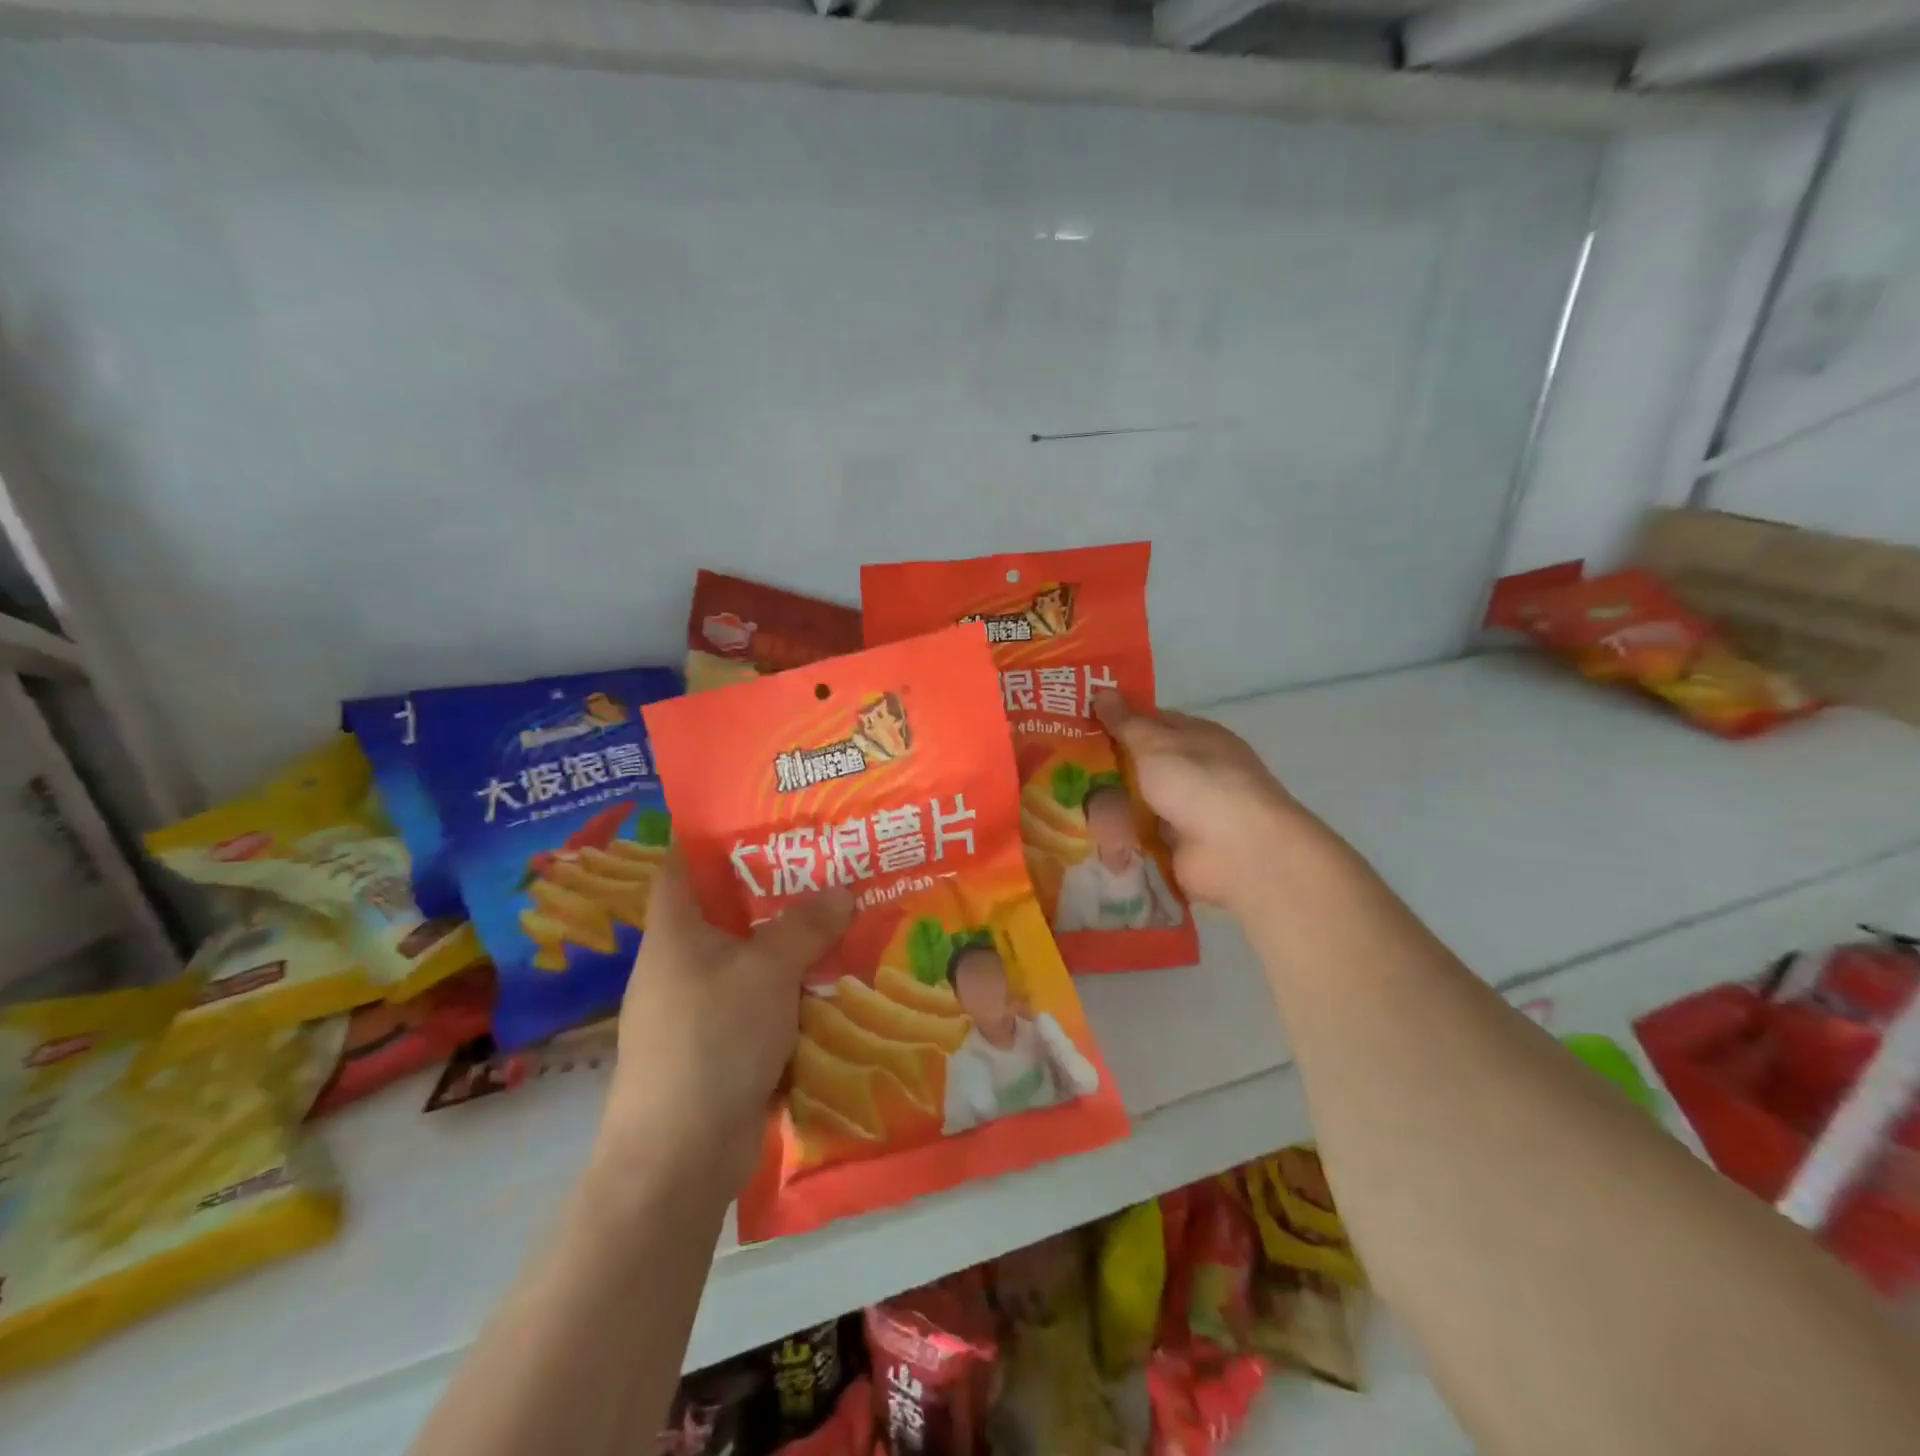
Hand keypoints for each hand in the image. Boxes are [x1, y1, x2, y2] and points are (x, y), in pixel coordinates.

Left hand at [598, 851, 852, 1191]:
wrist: (679, 1157)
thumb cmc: (713, 1040)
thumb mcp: (767, 970)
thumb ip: (805, 925)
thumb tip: (844, 889)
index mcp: (674, 931)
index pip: (682, 865)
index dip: (714, 839)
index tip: (764, 821)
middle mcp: (678, 963)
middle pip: (725, 911)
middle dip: (773, 891)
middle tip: (826, 866)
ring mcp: (695, 1008)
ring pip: (747, 959)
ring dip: (787, 944)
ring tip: (840, 918)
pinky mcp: (716, 1045)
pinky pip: (757, 1001)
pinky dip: (788, 990)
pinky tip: (829, 982)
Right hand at [1094, 691, 1332, 913]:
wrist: (1239, 851)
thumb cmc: (1199, 783)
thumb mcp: (1157, 744)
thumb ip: (1126, 722)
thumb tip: (1102, 691)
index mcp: (1194, 738)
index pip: (1148, 723)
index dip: (1114, 723)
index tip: (1076, 726)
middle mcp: (1189, 771)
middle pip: (1135, 766)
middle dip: (1103, 772)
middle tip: (1062, 774)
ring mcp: (1182, 811)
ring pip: (1132, 803)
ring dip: (1109, 811)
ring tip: (1075, 814)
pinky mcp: (1174, 846)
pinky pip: (1137, 837)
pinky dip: (1120, 842)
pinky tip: (1094, 843)